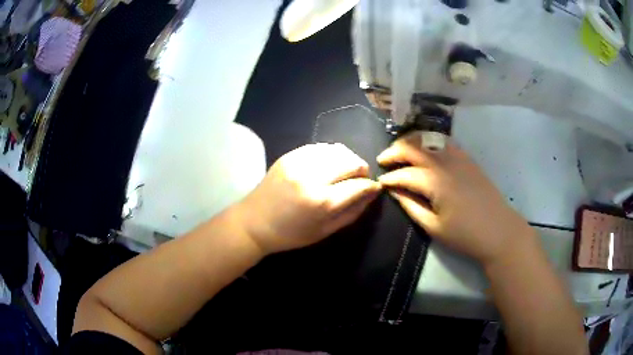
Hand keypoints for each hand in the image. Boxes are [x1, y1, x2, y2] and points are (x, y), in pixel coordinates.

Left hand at [237, 143, 381, 254]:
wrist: (254, 222)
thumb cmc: (291, 234)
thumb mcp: (325, 231)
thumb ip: (353, 211)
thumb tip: (372, 192)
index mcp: (321, 202)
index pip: (358, 185)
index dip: (371, 186)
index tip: (374, 188)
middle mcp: (311, 176)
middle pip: (351, 161)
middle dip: (362, 170)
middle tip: (359, 180)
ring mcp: (299, 162)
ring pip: (338, 150)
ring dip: (348, 160)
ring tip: (345, 172)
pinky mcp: (290, 155)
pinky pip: (320, 147)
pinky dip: (331, 155)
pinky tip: (329, 165)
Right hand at [377, 132, 531, 264]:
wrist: (499, 231)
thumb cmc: (465, 235)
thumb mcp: (434, 227)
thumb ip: (411, 206)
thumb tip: (394, 192)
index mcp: (436, 182)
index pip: (405, 174)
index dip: (389, 178)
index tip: (379, 183)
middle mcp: (445, 163)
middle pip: (414, 148)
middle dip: (394, 152)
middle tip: (383, 160)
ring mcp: (458, 157)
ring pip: (428, 139)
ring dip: (411, 142)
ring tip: (400, 150)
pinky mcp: (467, 158)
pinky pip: (444, 142)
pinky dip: (429, 141)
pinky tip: (425, 149)